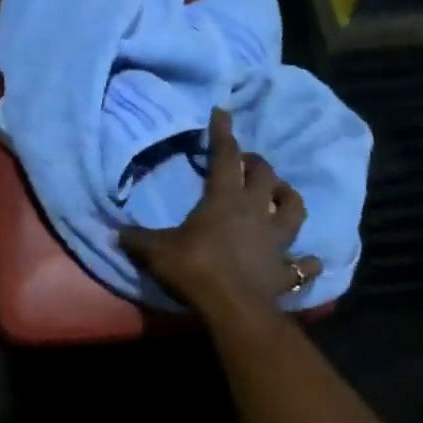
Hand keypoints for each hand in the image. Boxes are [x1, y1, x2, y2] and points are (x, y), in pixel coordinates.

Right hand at [120, 108, 320, 318]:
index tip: (222, 113)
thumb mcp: (156, 251)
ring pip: (294, 210)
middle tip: (248, 161)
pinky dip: (307, 263)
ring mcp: (276, 242)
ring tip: (282, 195)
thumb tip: (112, 232)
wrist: (232, 308)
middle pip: (265, 176)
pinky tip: (309, 261)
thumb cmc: (194, 268)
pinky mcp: (285, 271)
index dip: (222, 134)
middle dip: (256, 163)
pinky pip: (303, 266)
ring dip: (289, 198)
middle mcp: (256, 212)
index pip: (225, 157)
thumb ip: (136, 239)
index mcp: (224, 199)